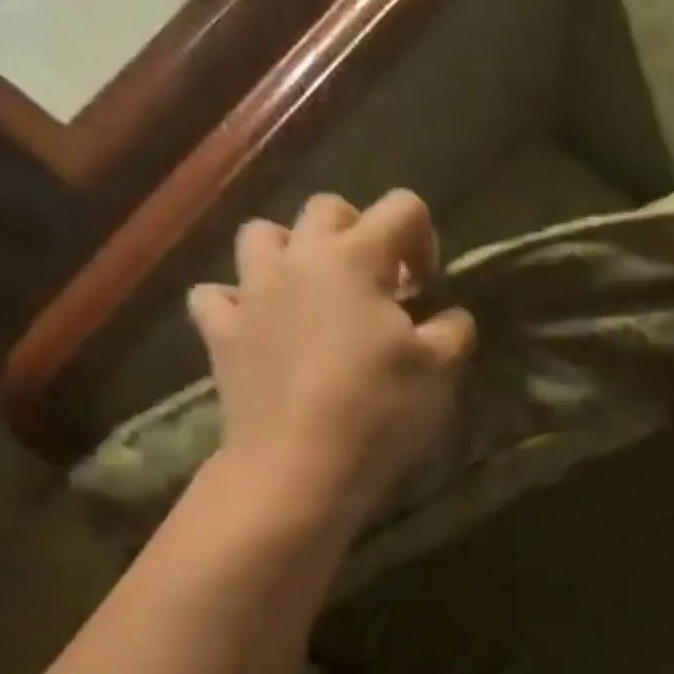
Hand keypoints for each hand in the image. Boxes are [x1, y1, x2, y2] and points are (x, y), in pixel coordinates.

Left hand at [188, 190, 475, 528]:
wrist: (300, 465)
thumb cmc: (380, 409)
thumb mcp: (442, 369)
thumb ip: (455, 328)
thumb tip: (450, 315)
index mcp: (356, 259)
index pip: (400, 208)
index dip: (424, 238)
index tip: (427, 286)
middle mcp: (299, 260)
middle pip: (327, 210)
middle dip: (360, 234)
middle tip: (378, 285)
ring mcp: (252, 293)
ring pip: (261, 236)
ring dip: (292, 253)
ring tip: (315, 294)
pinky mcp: (221, 333)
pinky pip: (218, 295)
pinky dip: (240, 302)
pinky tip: (262, 327)